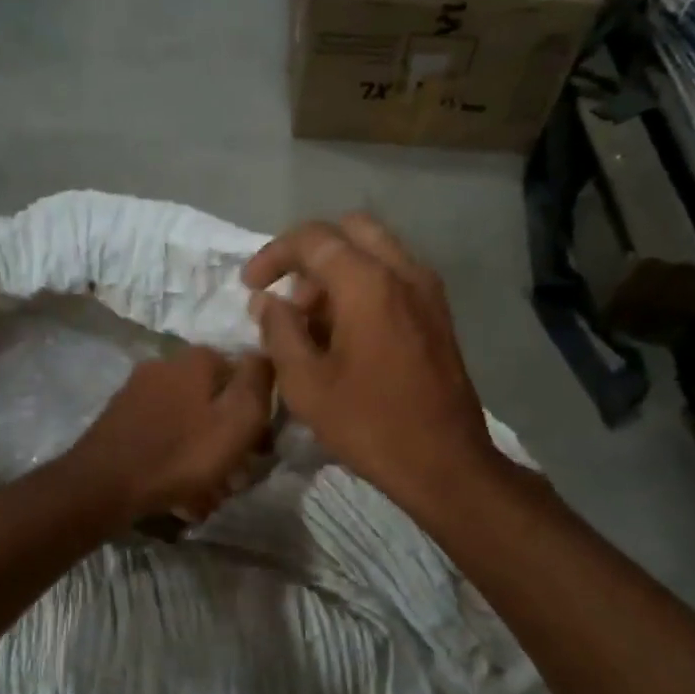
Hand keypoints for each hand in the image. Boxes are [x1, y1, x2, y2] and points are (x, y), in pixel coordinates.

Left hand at [67, 346, 274, 522]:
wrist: (103, 485)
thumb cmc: (181, 453)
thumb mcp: (237, 420)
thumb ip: (258, 384)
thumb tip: (265, 355)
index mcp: (196, 359)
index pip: (243, 375)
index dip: (257, 412)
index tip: (259, 448)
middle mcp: (165, 365)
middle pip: (214, 401)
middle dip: (227, 439)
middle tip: (234, 477)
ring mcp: (138, 392)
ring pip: (189, 423)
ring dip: (203, 457)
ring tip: (207, 495)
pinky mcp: (121, 420)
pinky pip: (163, 438)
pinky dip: (176, 461)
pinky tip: (179, 493)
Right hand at [243, 214, 500, 510]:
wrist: (444, 463)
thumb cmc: (369, 424)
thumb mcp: (306, 384)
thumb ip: (280, 331)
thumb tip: (266, 301)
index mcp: (369, 283)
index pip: (313, 239)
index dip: (273, 255)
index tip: (250, 286)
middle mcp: (404, 272)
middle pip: (350, 230)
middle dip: (310, 254)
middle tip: (287, 295)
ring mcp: (427, 292)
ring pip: (375, 251)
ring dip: (337, 271)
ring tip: (311, 323)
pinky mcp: (438, 314)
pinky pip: (394, 277)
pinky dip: (363, 286)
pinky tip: (345, 334)